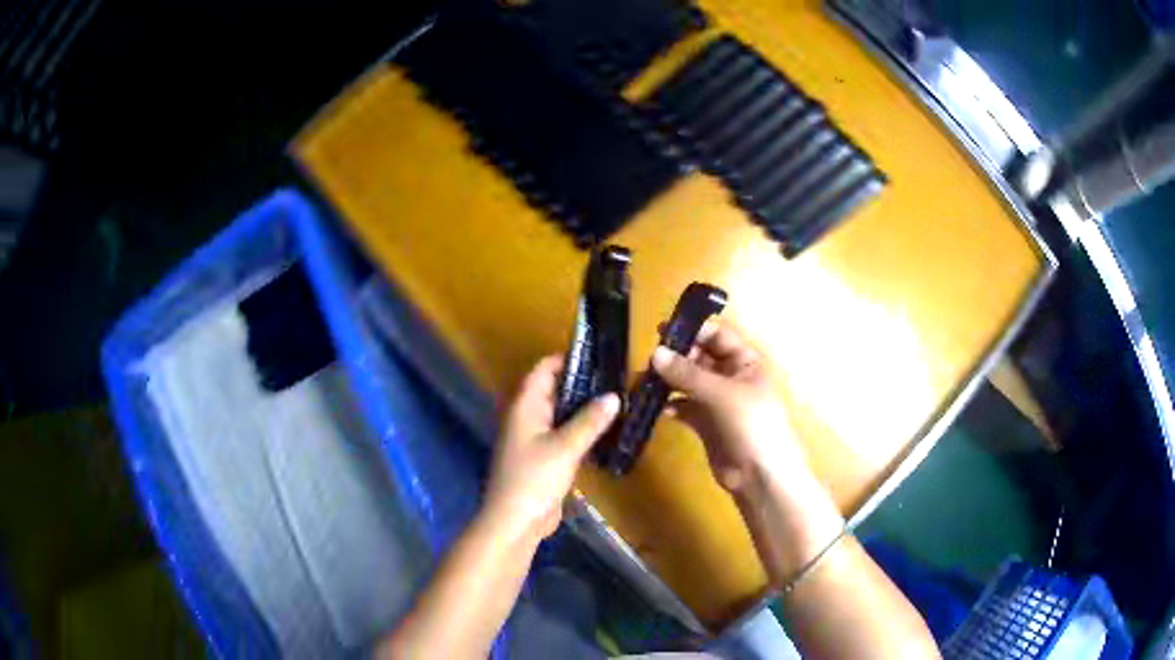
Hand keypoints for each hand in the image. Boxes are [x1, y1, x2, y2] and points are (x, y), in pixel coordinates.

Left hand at [483, 355, 620, 540]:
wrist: (515, 522)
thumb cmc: (534, 479)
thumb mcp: (564, 447)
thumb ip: (589, 421)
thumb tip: (613, 395)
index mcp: (525, 408)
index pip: (543, 371)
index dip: (565, 359)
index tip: (597, 353)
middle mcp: (527, 418)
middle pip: (553, 391)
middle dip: (581, 383)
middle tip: (615, 376)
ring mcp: (534, 440)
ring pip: (560, 415)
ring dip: (583, 408)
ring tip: (617, 398)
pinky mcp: (544, 460)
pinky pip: (564, 436)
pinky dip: (581, 430)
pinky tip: (605, 430)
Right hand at [653, 320, 843, 583]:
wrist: (760, 476)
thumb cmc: (751, 425)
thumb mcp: (721, 394)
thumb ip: (687, 373)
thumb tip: (654, 353)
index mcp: (744, 361)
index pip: (717, 335)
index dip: (692, 330)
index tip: (661, 330)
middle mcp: (730, 376)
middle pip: (699, 356)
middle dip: (675, 356)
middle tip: (648, 359)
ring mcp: (717, 400)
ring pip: (687, 382)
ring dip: (668, 381)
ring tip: (643, 382)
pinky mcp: (705, 423)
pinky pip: (683, 406)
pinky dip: (669, 405)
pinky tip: (654, 407)